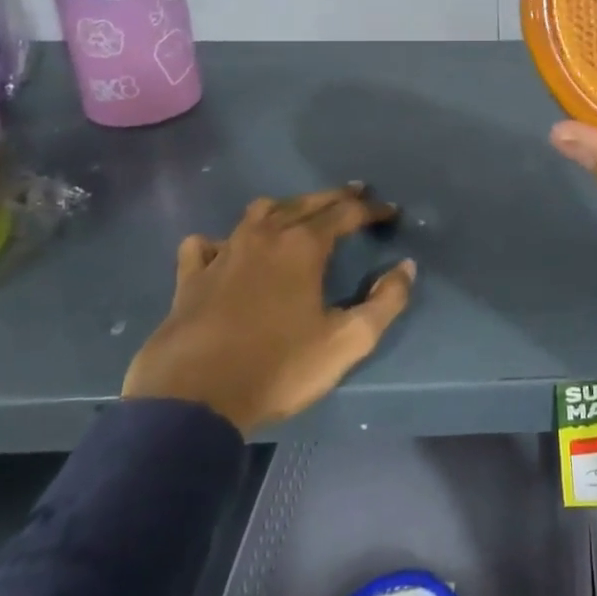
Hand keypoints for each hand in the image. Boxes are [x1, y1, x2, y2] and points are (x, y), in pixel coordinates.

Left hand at [123, 185, 413, 435]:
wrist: (192, 402)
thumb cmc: (278, 368)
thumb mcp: (347, 341)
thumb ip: (386, 302)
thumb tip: (406, 267)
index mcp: (303, 247)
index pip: (346, 213)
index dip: (372, 210)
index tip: (391, 213)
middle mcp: (264, 237)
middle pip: (305, 203)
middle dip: (334, 197)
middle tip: (356, 193)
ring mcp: (223, 254)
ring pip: (257, 214)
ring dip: (284, 208)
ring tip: (297, 215)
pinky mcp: (190, 279)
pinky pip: (204, 245)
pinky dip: (219, 242)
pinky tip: (223, 250)